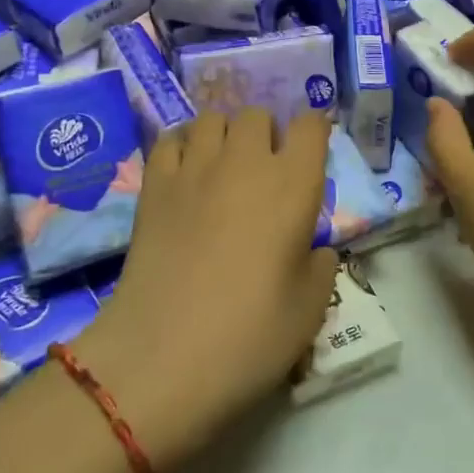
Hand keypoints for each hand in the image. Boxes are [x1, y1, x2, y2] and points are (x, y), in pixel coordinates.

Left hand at [74, 108, 335, 469]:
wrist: (163, 357)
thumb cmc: (250, 336)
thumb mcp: (309, 309)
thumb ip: (320, 268)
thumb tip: (313, 250)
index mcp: (293, 185)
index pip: (312, 125)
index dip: (315, 132)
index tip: (311, 156)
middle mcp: (246, 162)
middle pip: (258, 115)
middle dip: (266, 134)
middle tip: (264, 173)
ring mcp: (194, 168)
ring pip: (212, 118)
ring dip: (224, 135)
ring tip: (223, 167)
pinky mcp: (153, 185)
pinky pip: (169, 139)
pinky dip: (182, 145)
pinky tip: (185, 172)